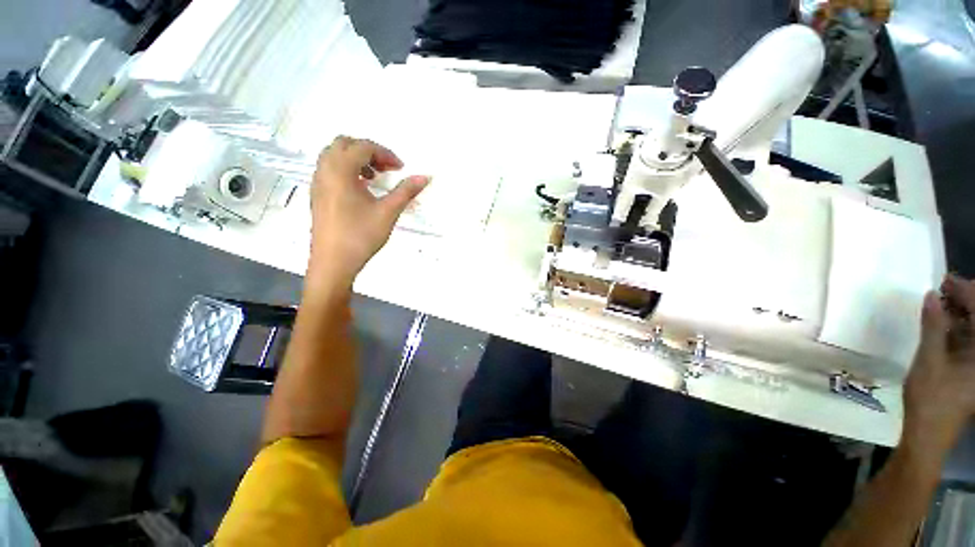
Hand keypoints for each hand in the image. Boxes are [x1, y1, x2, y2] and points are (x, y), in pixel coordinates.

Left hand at [308, 136, 428, 286]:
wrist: (333, 263)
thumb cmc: (361, 236)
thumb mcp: (388, 212)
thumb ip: (406, 191)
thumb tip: (425, 176)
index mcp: (340, 171)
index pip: (362, 147)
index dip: (385, 153)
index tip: (401, 168)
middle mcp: (324, 171)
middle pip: (344, 144)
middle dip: (368, 151)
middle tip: (387, 169)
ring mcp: (317, 183)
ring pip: (334, 156)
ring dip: (356, 160)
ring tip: (375, 178)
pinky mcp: (317, 196)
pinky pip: (329, 170)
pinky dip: (346, 170)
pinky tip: (361, 190)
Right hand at [902, 274, 974, 457]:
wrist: (929, 432)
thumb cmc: (931, 398)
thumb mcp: (929, 361)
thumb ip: (933, 327)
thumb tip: (932, 295)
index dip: (966, 292)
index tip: (944, 280)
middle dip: (966, 298)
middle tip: (942, 287)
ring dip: (961, 310)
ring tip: (940, 300)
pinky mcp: (971, 366)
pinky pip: (969, 337)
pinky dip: (958, 325)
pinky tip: (943, 320)